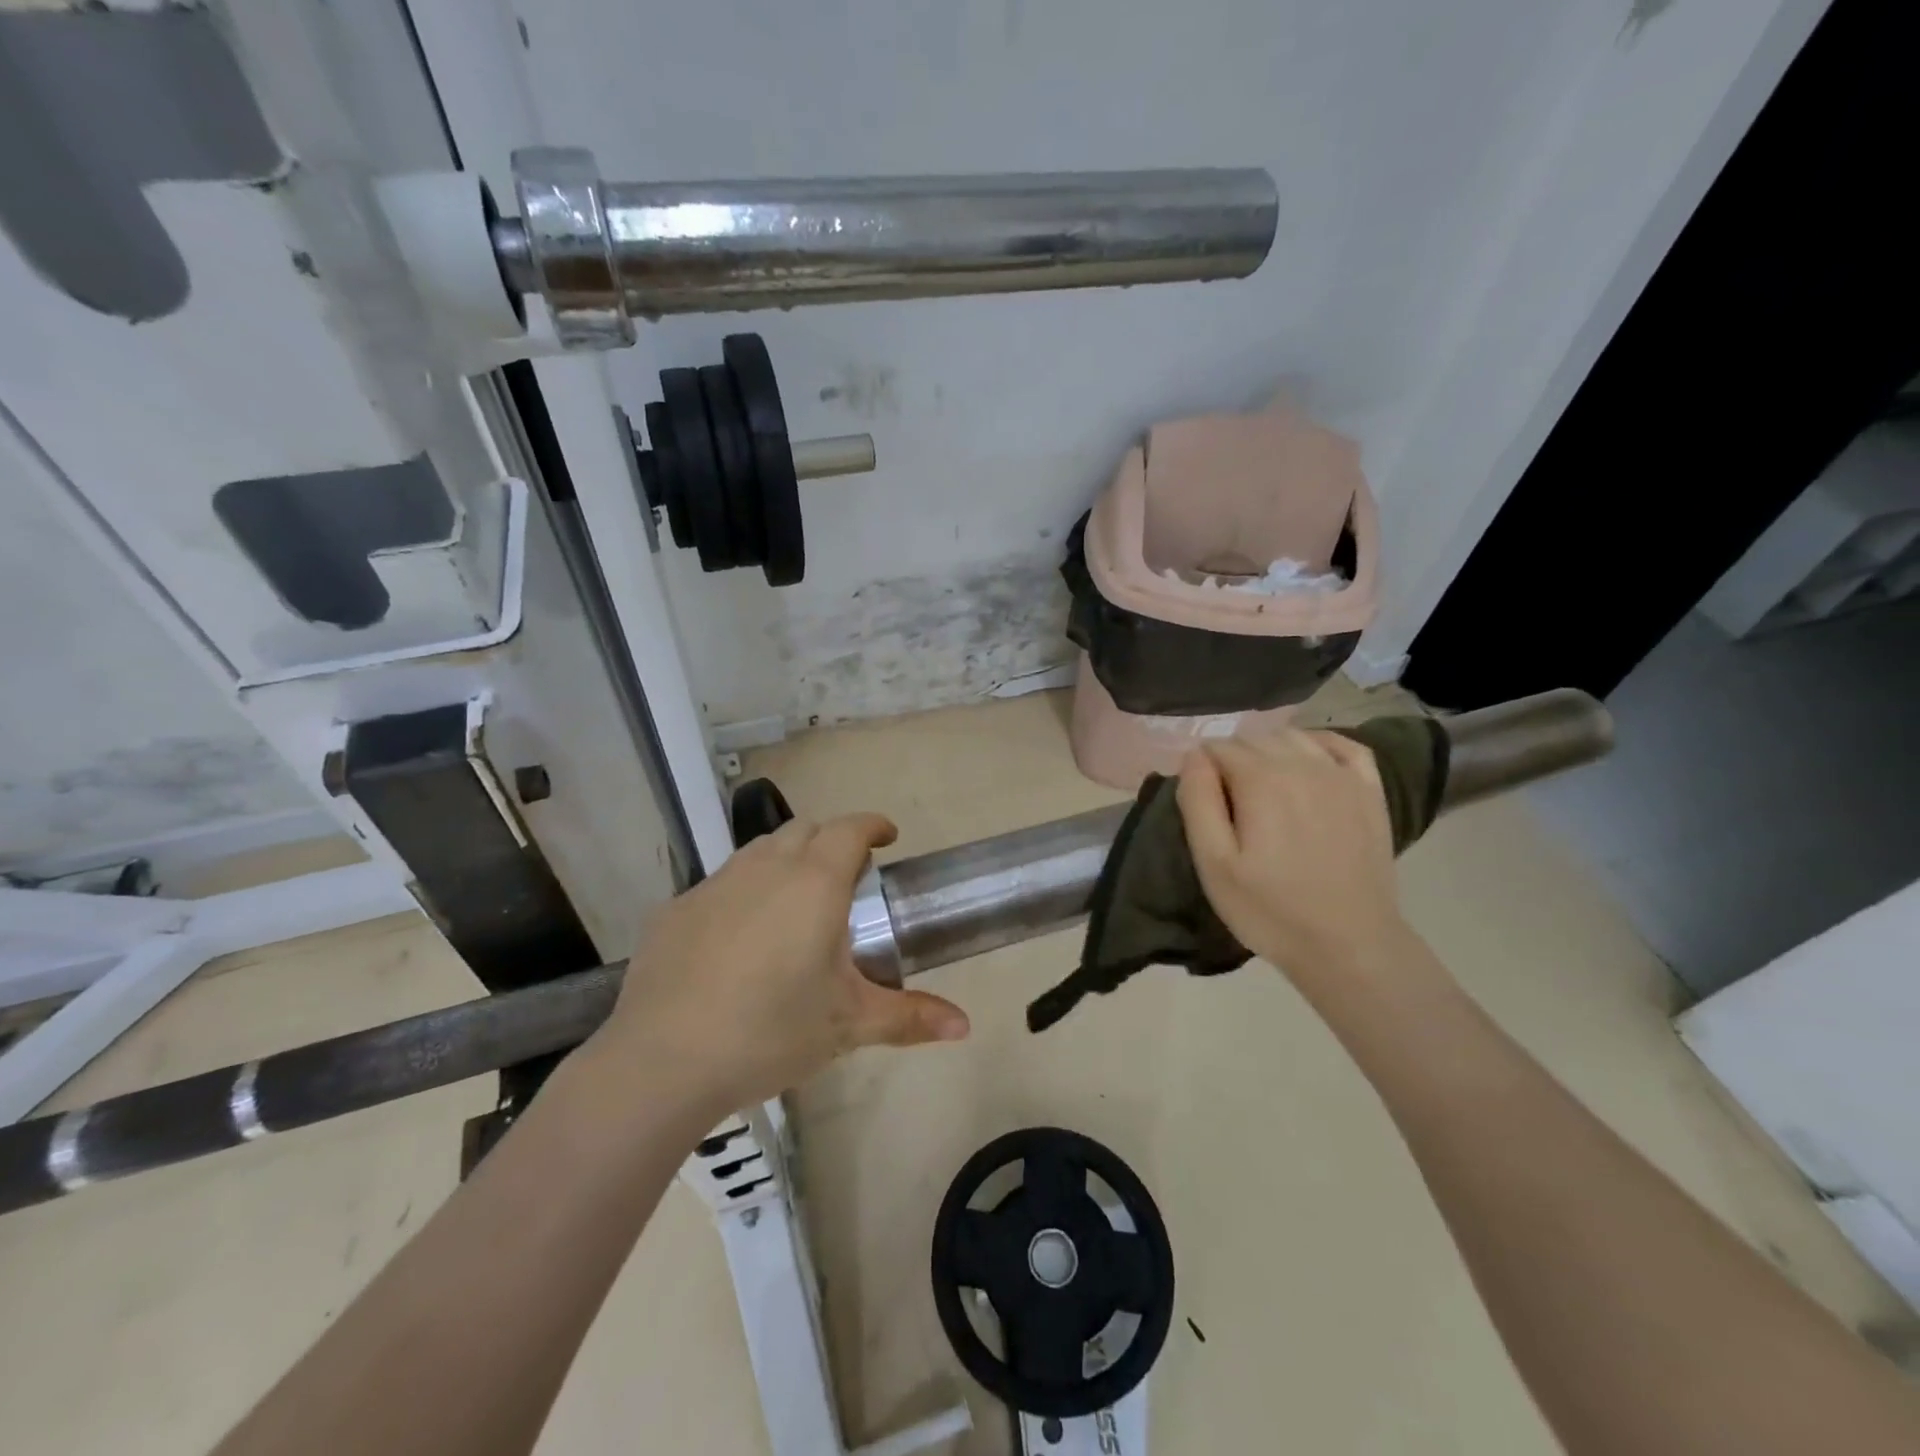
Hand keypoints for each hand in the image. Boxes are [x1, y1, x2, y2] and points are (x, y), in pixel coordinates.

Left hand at [592, 813, 969, 1113]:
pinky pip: (720, 885)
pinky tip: (737, 941)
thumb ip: (910, 1017)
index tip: (887, 837)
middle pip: (805, 830)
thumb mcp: (848, 1024)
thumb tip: (965, 1025)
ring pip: (759, 851)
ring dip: (786, 860)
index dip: (873, 825)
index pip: (850, 829)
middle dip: (831, 841)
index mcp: (814, 883)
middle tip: (846, 879)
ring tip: (795, 904)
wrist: (663, 1061)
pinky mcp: (675, 910)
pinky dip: (742, 894)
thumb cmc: (771, 1032)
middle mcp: (764, 868)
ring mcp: (714, 885)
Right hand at [1176, 729, 1413, 987]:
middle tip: (1227, 804)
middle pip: (1253, 739)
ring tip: (1261, 788)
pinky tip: (1307, 761)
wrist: (1349, 945)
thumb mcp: (1213, 864)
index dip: (1201, 771)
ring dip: (1268, 750)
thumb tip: (1194, 757)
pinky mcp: (1370, 791)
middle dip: (1232, 760)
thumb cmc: (1270, 910)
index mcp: (1260, 780)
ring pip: (1292, 736)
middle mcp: (1302, 764)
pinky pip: (1343, 744)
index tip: (1201, 804)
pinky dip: (1318, 743)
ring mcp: (1341, 775)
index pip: (1217, 748)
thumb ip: (1198, 801)